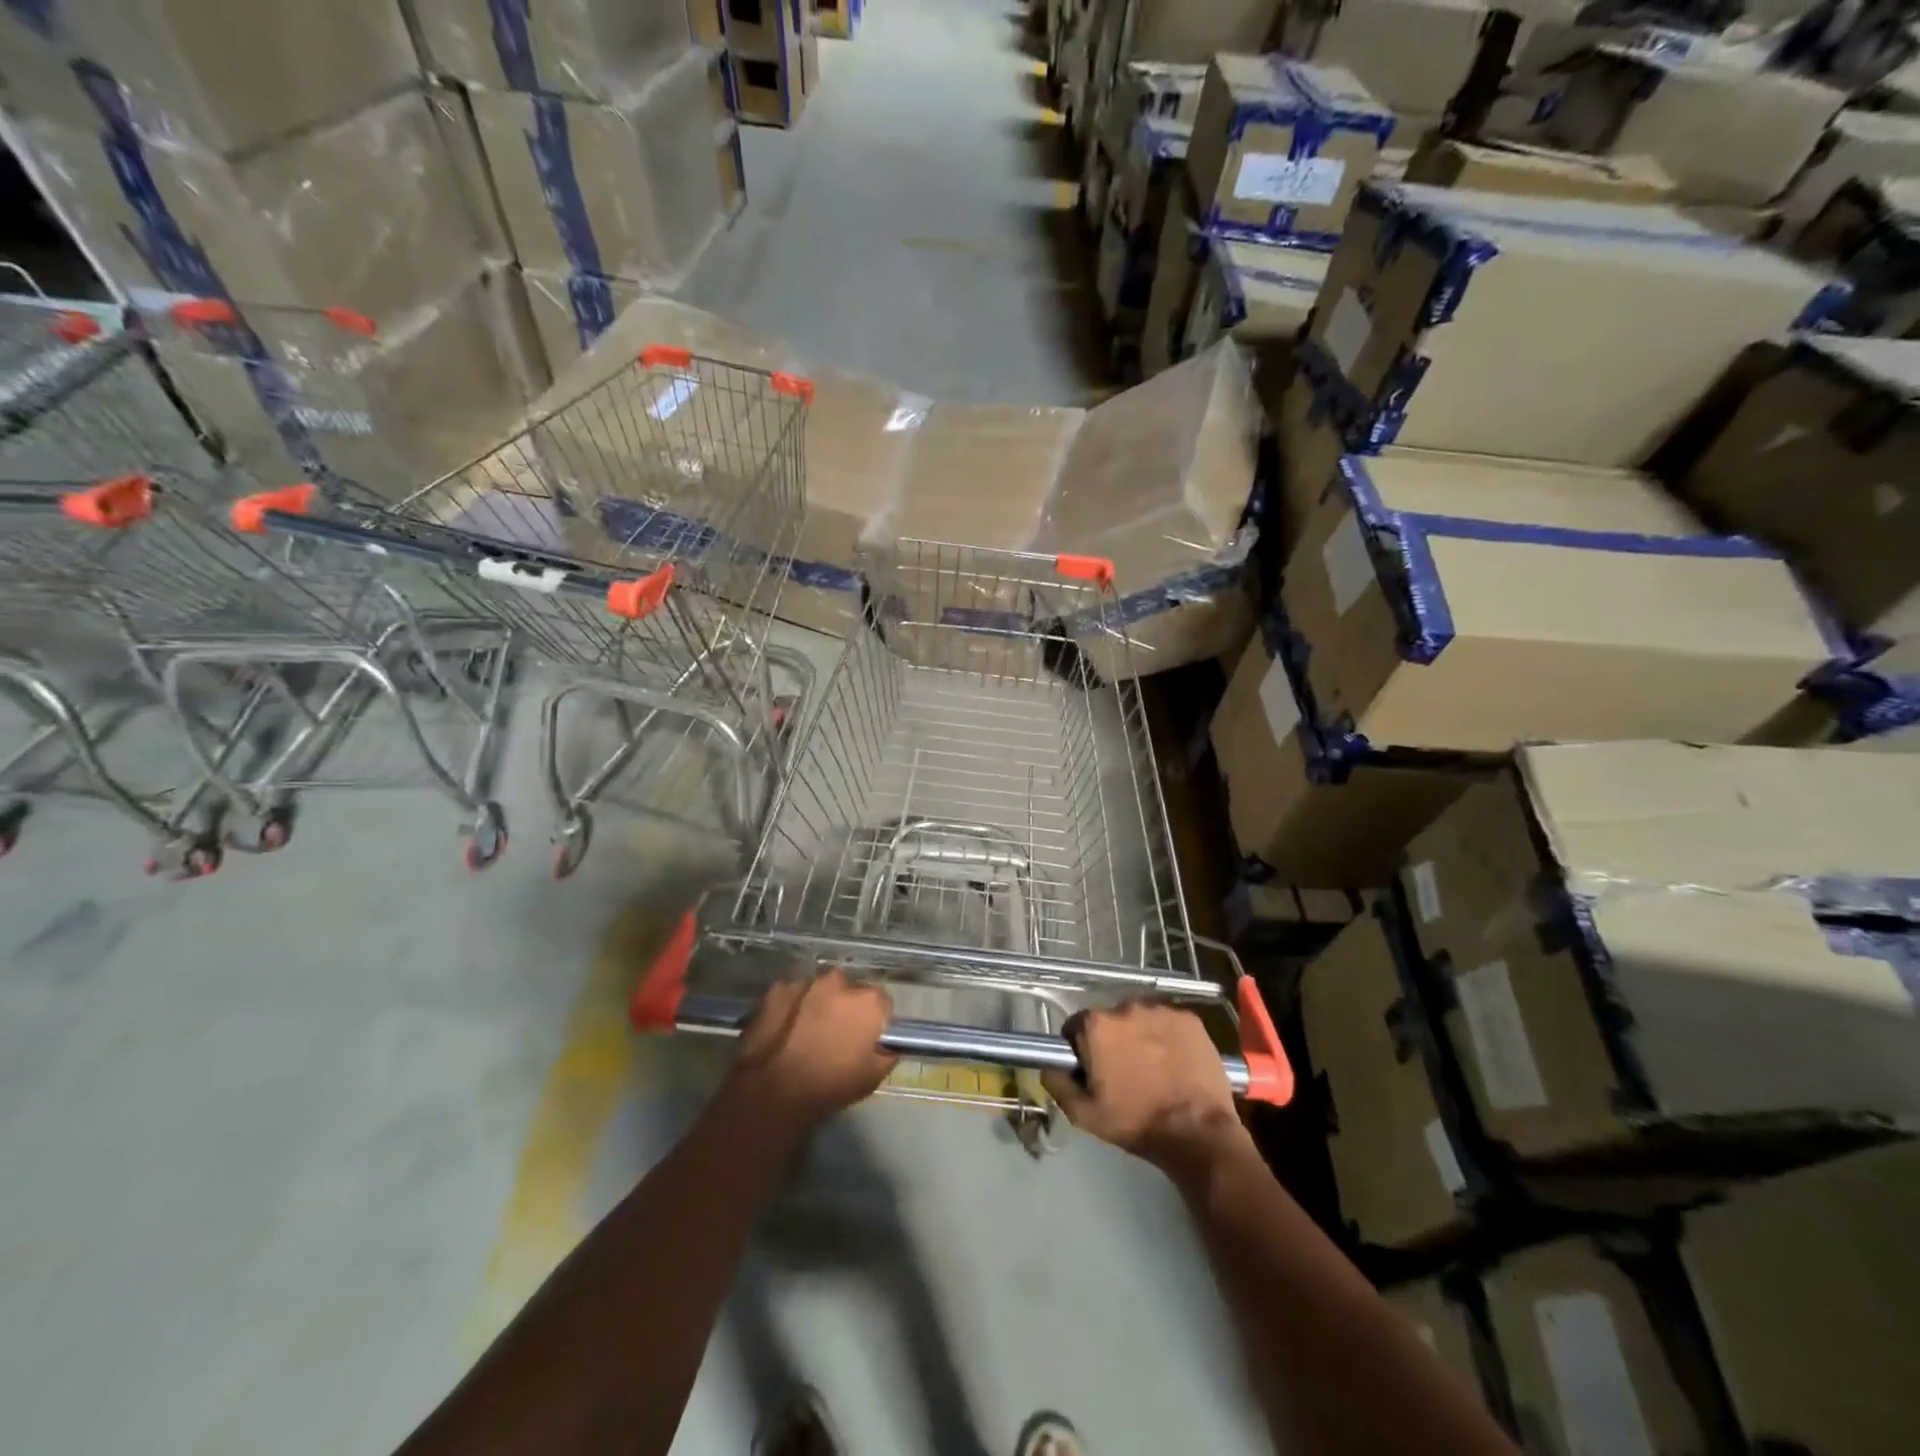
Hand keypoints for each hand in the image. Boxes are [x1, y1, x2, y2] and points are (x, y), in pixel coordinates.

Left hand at [726, 969, 897, 1128]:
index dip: (875, 1021)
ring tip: (807, 1033)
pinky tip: (785, 1031)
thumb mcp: (873, 1077)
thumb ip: (888, 1052)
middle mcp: (840, 981)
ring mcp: (806, 982)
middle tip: (835, 1035)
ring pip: (820, 990)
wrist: (773, 1091)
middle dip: (846, 1008)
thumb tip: (887, 1043)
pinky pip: (793, 995)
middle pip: (850, 991)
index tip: (865, 1038)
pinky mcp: (777, 989)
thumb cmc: (830, 1085)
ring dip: (819, 1005)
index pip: (882, 1002)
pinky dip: (793, 1007)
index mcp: (868, 1001)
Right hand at [1042, 1001, 1250, 1180]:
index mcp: (1097, 1025)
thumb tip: (1048, 1065)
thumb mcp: (1084, 1114)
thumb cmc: (1135, 1122)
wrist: (1197, 1132)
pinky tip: (1176, 1063)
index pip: (1077, 1027)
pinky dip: (1169, 1038)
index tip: (1094, 1071)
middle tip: (1125, 1073)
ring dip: (1142, 1037)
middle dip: (1114, 1041)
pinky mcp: (1190, 1019)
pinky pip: (1169, 1023)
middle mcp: (1126, 1006)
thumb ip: (1058, 1083)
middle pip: (1111, 1021)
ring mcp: (1161, 1010)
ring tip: (1154, 1069)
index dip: (1082, 1049)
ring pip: (1141, 1020)